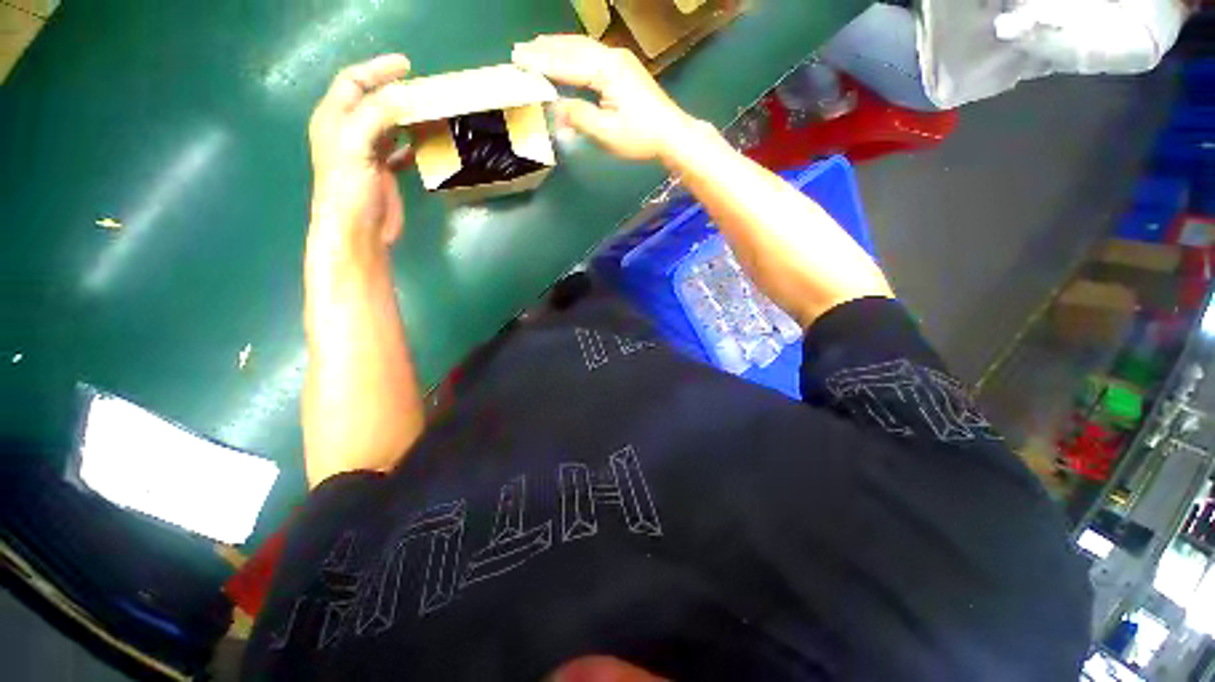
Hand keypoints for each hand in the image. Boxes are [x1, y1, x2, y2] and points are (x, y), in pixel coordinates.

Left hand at [307, 54, 413, 258]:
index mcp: (335, 118)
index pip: (354, 81)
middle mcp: (349, 131)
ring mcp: (367, 153)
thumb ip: (377, 115)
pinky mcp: (383, 172)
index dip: (377, 69)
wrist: (357, 231)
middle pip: (374, 101)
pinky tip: (427, 144)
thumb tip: (406, 95)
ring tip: (431, 114)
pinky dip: (413, 143)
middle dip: (398, 93)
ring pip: (389, 125)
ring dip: (409, 118)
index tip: (407, 66)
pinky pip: (400, 149)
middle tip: (426, 93)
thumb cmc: (349, 188)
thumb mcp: (357, 145)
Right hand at [512, 35, 697, 162]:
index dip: (542, 63)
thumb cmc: (640, 136)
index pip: (567, 64)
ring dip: (558, 47)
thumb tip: (557, 109)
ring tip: (536, 47)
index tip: (518, 60)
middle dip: (545, 49)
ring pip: (582, 47)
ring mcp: (619, 59)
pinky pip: (592, 53)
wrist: (672, 132)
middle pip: (573, 48)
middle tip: (519, 50)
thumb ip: (580, 117)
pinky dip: (573, 53)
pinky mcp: (624, 67)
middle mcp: (612, 57)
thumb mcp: (607, 133)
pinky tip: (566, 55)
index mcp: (606, 71)